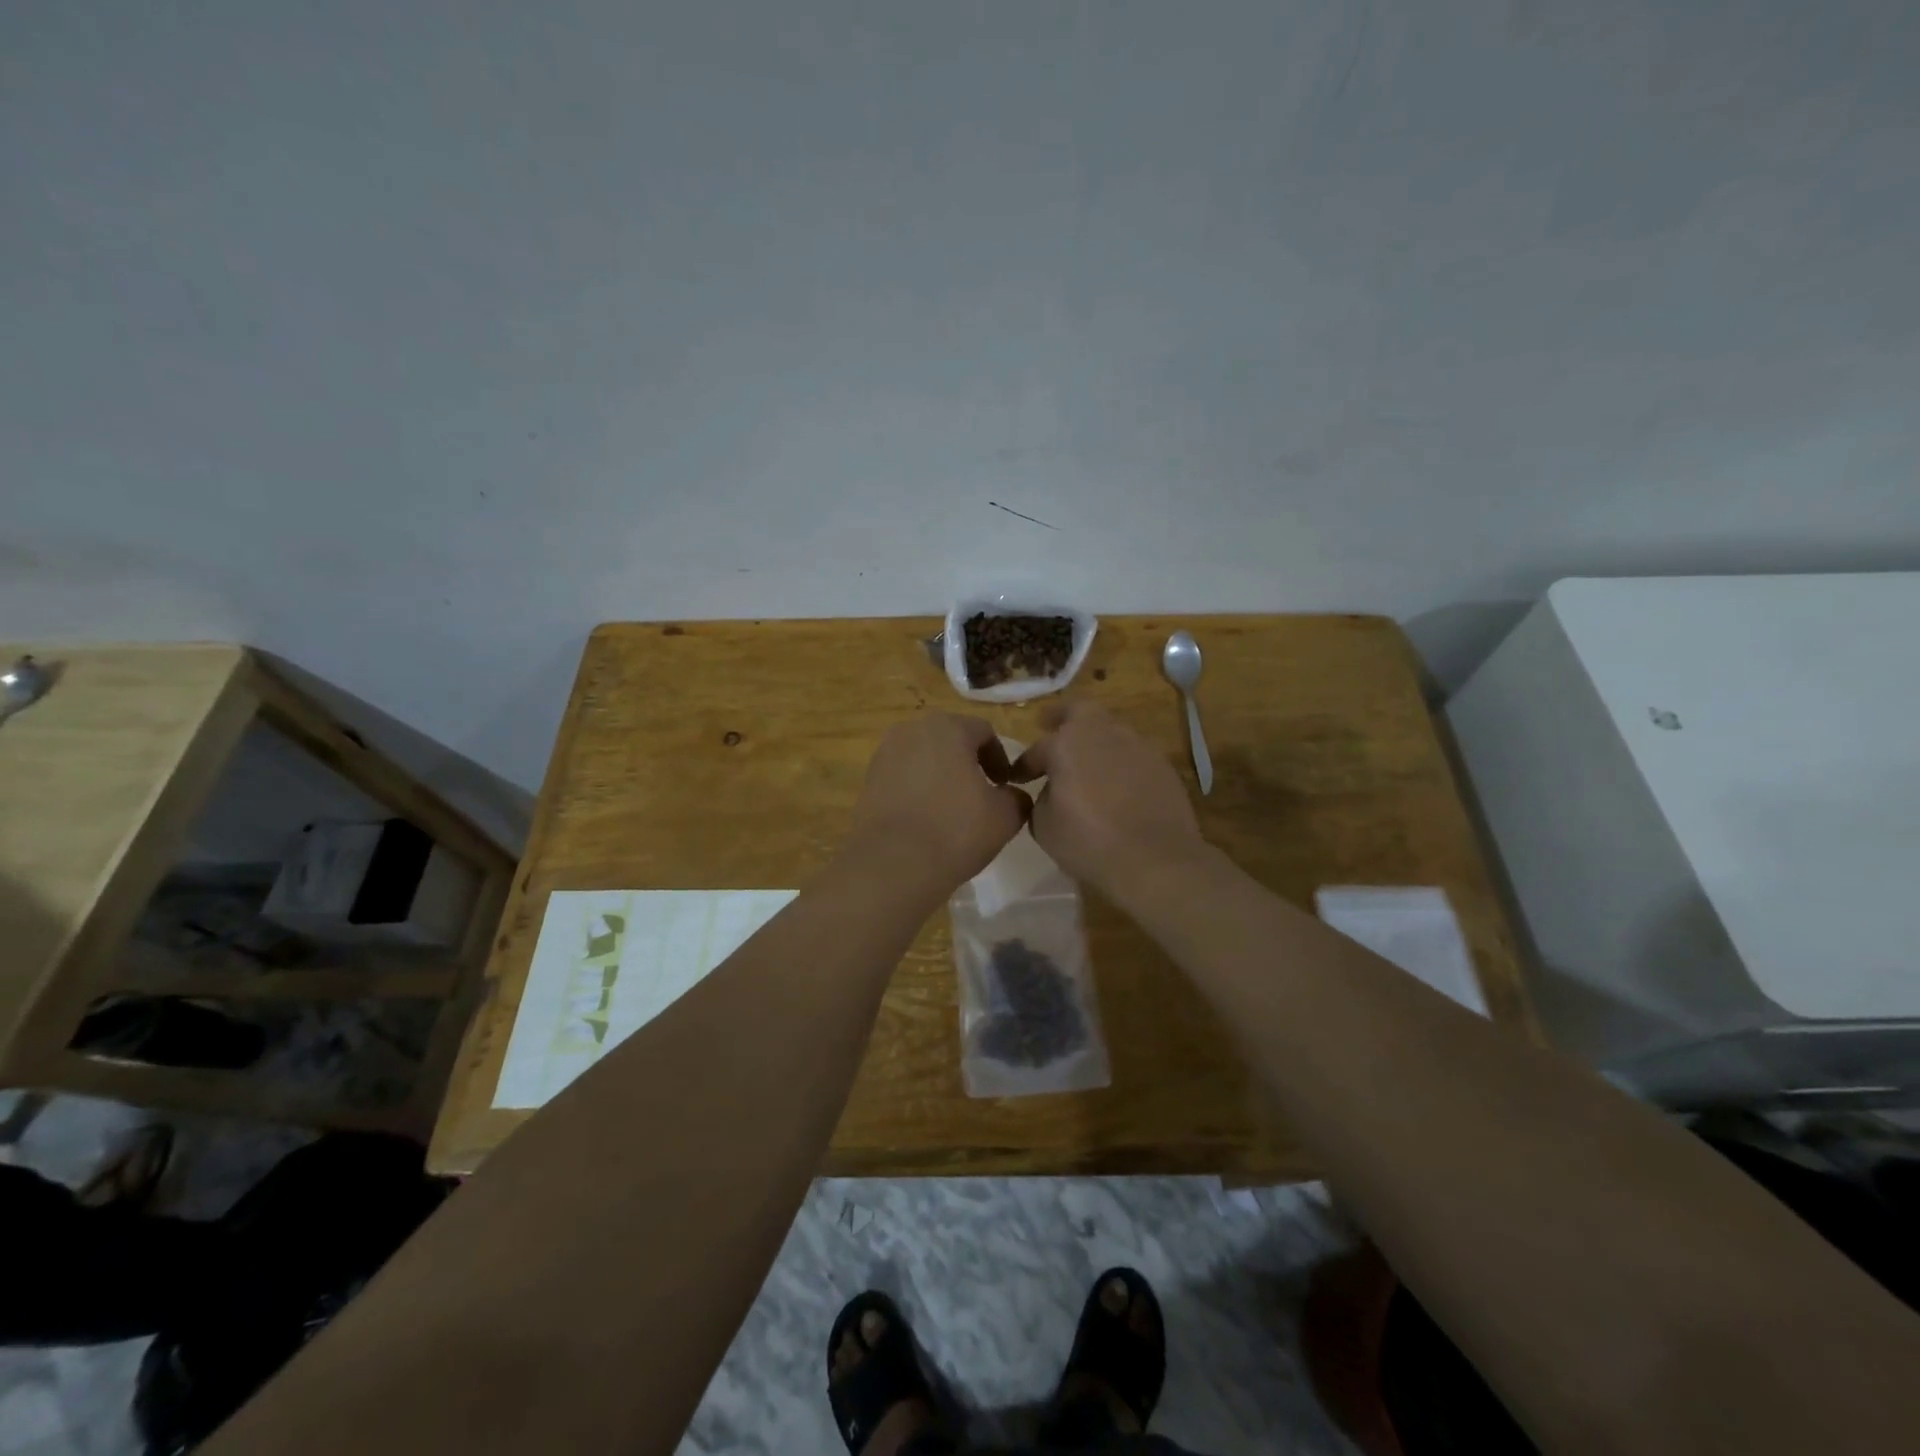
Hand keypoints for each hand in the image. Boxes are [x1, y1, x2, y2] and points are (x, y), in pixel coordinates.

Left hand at [843, 714, 1028, 894]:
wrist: (892, 864)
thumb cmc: (955, 831)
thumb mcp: (1005, 816)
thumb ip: (1016, 797)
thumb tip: (1013, 795)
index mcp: (948, 728)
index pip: (984, 732)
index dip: (1000, 758)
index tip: (1004, 786)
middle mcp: (912, 730)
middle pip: (949, 739)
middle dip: (967, 762)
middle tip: (980, 794)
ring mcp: (884, 754)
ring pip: (923, 757)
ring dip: (940, 774)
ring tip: (951, 808)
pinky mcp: (868, 780)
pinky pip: (901, 776)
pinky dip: (916, 789)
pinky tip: (925, 818)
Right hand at [1012, 701, 1208, 899]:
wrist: (1157, 861)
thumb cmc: (1089, 842)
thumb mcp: (1044, 826)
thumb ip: (1041, 799)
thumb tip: (1052, 791)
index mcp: (1067, 743)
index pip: (1038, 748)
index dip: (1024, 764)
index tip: (1017, 778)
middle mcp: (1104, 733)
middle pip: (1080, 711)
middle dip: (1061, 716)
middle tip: (1049, 724)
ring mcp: (1139, 746)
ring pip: (1110, 730)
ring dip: (1094, 741)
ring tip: (1086, 762)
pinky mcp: (1163, 765)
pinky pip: (1133, 754)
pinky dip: (1119, 762)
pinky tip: (1116, 784)